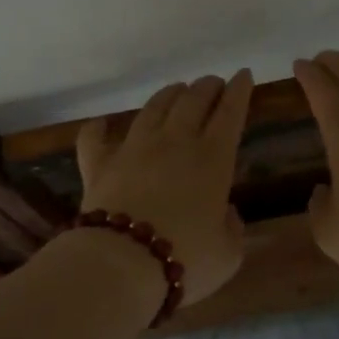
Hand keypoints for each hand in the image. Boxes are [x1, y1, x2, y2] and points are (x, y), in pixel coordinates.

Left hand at [75, 71, 253, 306]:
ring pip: (153, 108)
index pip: (230, 113)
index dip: (239, 91)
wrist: (122, 263)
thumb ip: (232, 229)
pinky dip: (99, 129)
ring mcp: (134, 148)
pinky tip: (101, 125)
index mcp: (213, 158)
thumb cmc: (185, 258)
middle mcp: (175, 142)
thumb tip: (226, 214)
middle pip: (193, 101)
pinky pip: (95, 138)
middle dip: (207, 87)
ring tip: (176, 89)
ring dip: (168, 95)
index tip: (243, 75)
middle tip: (213, 83)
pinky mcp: (100, 163)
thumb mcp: (227, 253)